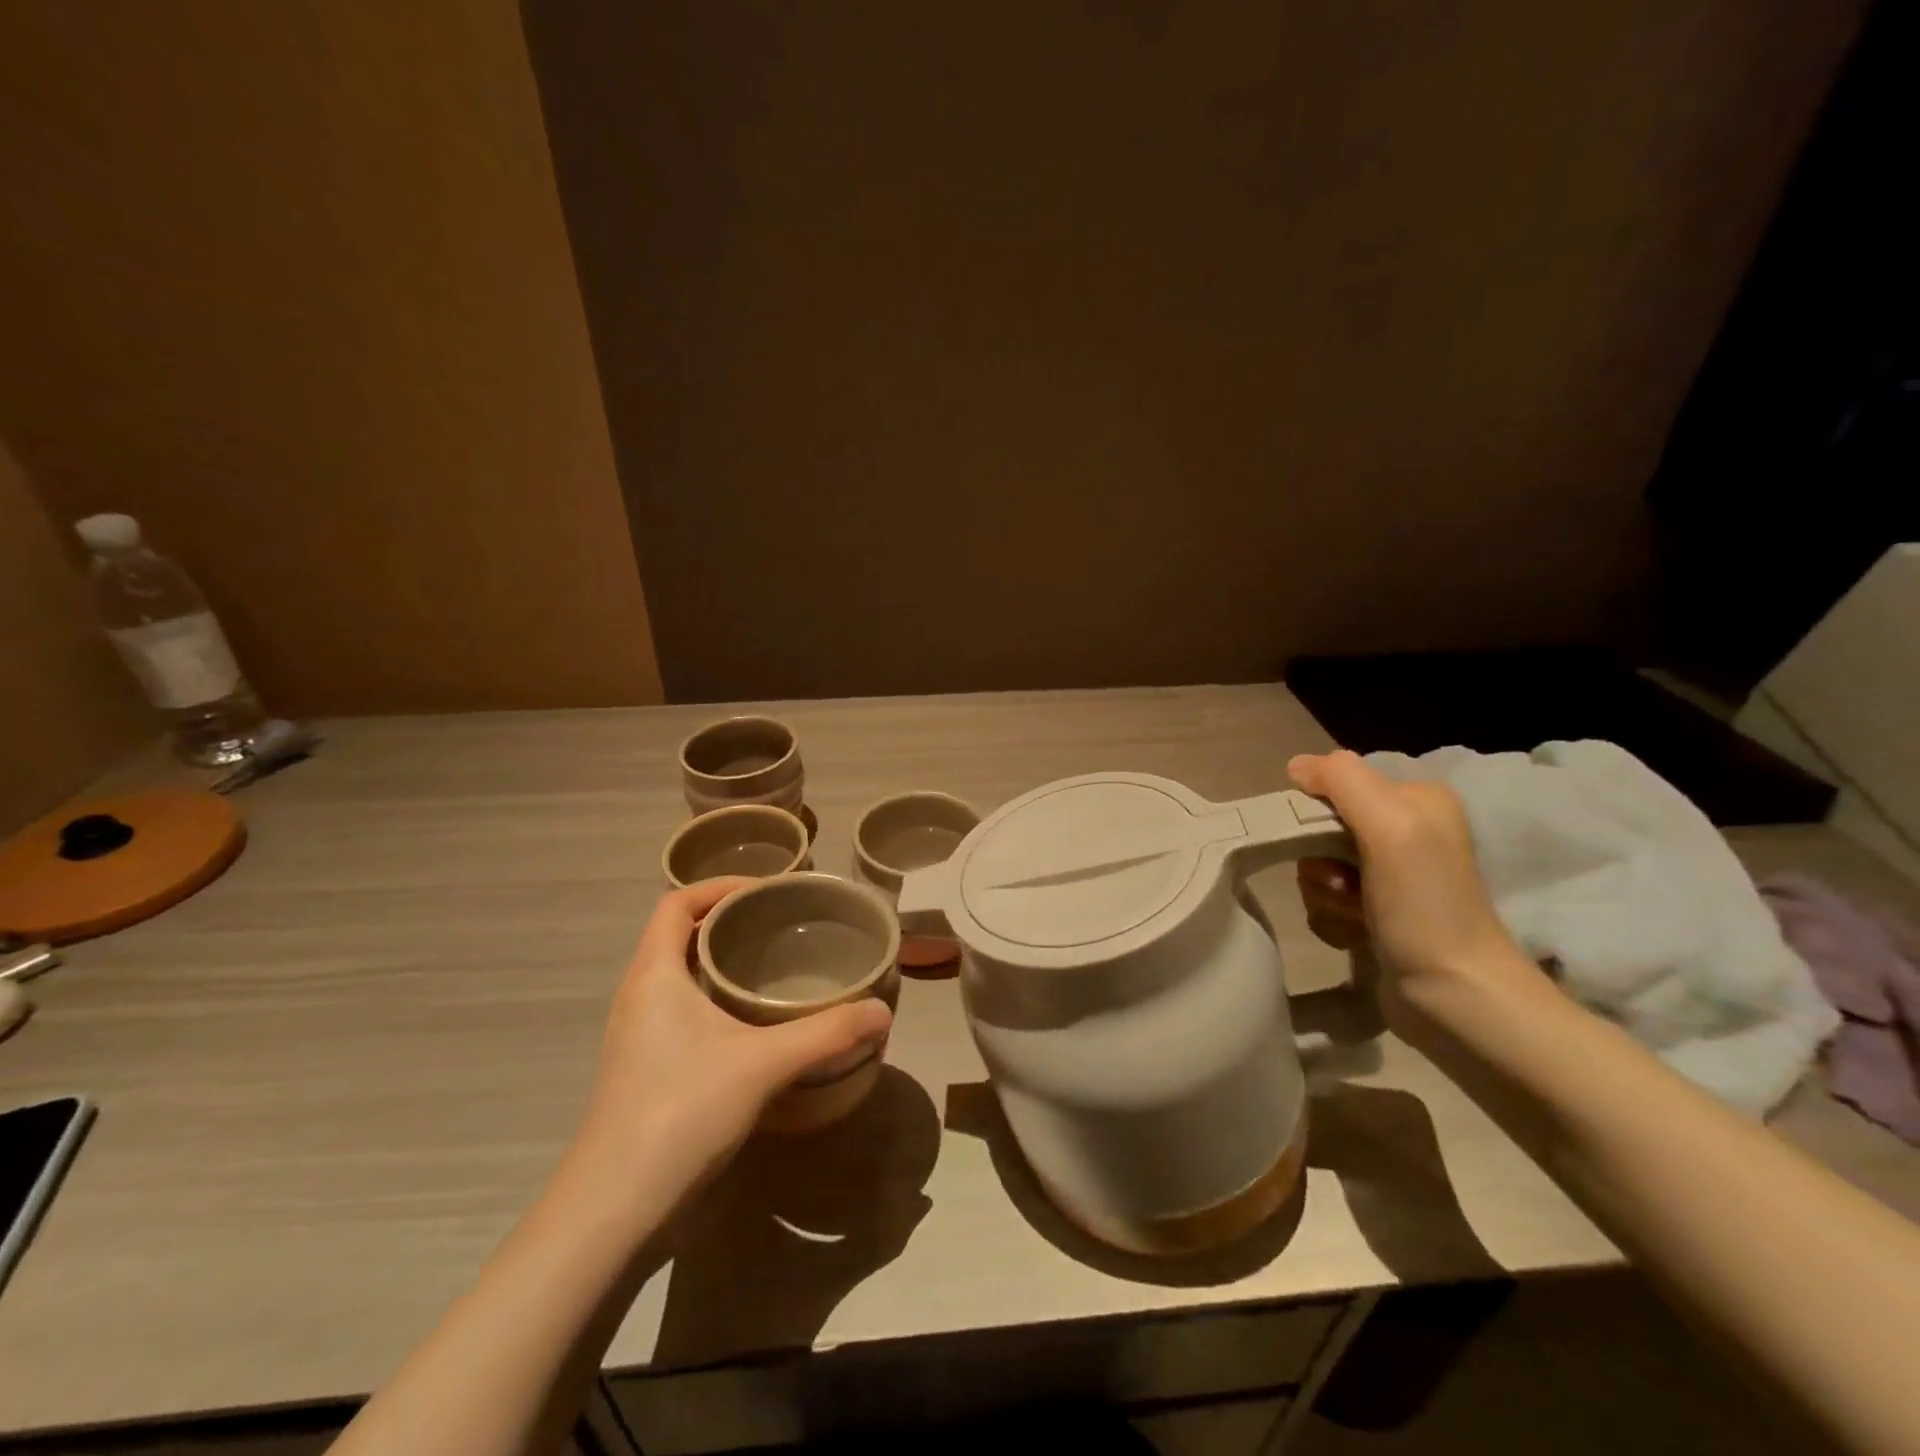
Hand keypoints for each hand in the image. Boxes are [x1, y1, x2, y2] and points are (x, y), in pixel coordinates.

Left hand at [567, 880, 892, 1214]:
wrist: (613, 1211)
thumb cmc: (680, 1112)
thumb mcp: (763, 1064)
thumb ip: (827, 1034)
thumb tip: (883, 1011)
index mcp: (654, 975)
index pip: (675, 903)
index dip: (719, 886)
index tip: (767, 891)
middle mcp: (638, 996)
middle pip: (678, 936)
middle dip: (728, 922)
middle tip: (781, 927)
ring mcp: (637, 1037)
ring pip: (679, 977)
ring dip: (720, 964)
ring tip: (774, 970)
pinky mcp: (644, 1071)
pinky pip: (680, 1012)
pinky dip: (715, 1001)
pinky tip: (753, 1028)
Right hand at [1289, 750, 1533, 1031]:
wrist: (1454, 996)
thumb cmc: (1424, 906)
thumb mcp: (1391, 826)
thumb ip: (1344, 781)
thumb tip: (1297, 766)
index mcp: (1416, 799)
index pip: (1337, 783)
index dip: (1315, 811)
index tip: (1321, 845)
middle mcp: (1407, 830)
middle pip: (1321, 826)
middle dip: (1317, 859)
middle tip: (1341, 885)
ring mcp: (1392, 874)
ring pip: (1318, 865)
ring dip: (1322, 892)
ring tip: (1352, 915)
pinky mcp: (1378, 911)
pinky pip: (1326, 898)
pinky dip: (1331, 915)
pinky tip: (1354, 933)